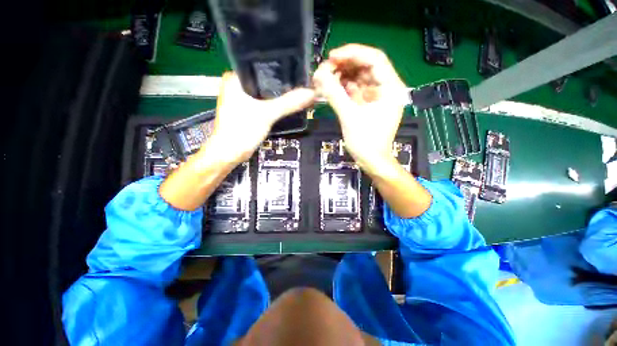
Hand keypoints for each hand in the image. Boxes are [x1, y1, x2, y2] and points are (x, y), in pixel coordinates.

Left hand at [203, 72, 314, 162]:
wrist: (230, 153)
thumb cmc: (241, 131)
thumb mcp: (267, 114)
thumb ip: (288, 103)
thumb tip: (310, 93)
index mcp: (236, 78)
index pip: (262, 65)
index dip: (281, 68)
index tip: (299, 71)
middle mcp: (237, 85)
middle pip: (266, 80)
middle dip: (283, 84)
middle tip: (301, 84)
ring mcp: (242, 99)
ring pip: (266, 93)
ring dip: (280, 95)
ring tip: (297, 93)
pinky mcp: (247, 110)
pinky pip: (265, 103)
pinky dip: (275, 105)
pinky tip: (286, 105)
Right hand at [313, 44, 407, 173]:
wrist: (371, 161)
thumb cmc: (365, 142)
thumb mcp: (349, 117)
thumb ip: (334, 94)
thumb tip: (319, 75)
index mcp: (391, 88)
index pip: (374, 59)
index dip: (352, 54)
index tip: (332, 57)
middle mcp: (386, 88)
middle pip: (365, 67)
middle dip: (344, 66)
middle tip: (324, 69)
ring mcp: (377, 97)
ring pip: (359, 78)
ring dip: (342, 76)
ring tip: (324, 78)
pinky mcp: (368, 105)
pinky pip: (355, 90)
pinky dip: (343, 88)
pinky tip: (331, 87)